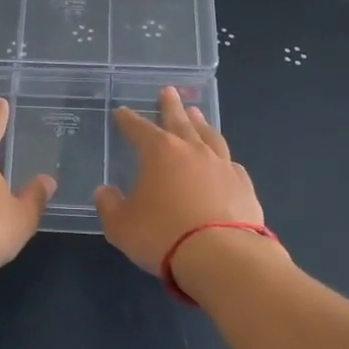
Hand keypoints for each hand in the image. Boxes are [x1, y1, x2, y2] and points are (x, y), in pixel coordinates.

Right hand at [94, 86, 270, 277]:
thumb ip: (109, 205)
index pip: (139, 129)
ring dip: (200, 123)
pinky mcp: (244, 186)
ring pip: (209, 136)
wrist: (223, 257)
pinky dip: (221, 158)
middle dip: (170, 106)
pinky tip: (222, 161)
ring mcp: (222, 166)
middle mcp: (192, 150)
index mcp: (159, 152)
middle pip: (179, 120)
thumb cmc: (163, 235)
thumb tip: (104, 192)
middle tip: (168, 91)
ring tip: (196, 113)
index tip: (121, 112)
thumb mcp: (121, 225)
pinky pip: (230, 164)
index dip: (128, 120)